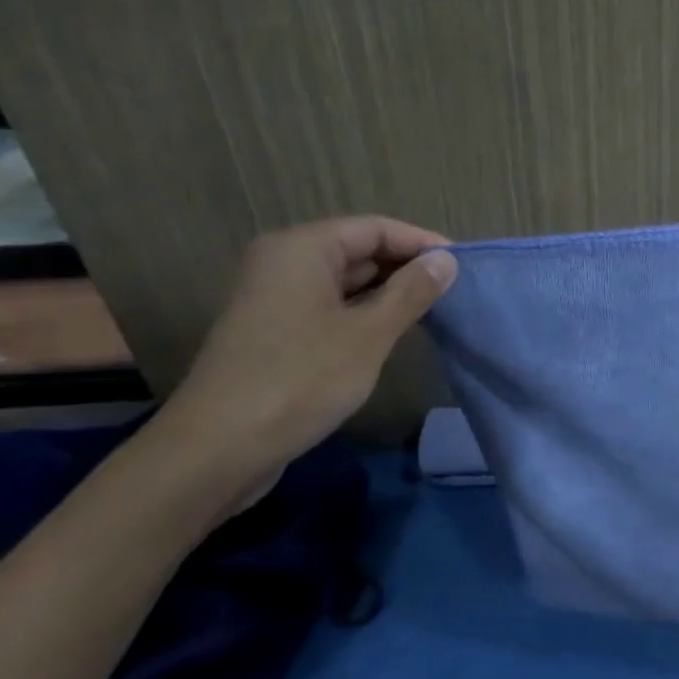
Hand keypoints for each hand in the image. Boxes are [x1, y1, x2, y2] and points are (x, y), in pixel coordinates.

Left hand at [152, 218, 457, 499]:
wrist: (216, 451)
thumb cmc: (299, 380)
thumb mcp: (368, 334)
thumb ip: (411, 292)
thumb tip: (446, 262)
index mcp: (302, 249)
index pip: (375, 228)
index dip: (422, 243)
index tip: (463, 266)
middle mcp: (283, 263)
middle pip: (357, 250)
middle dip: (405, 268)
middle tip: (452, 292)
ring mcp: (274, 299)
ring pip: (344, 282)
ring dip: (386, 294)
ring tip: (431, 312)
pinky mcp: (273, 333)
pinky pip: (328, 308)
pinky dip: (361, 315)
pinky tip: (390, 336)